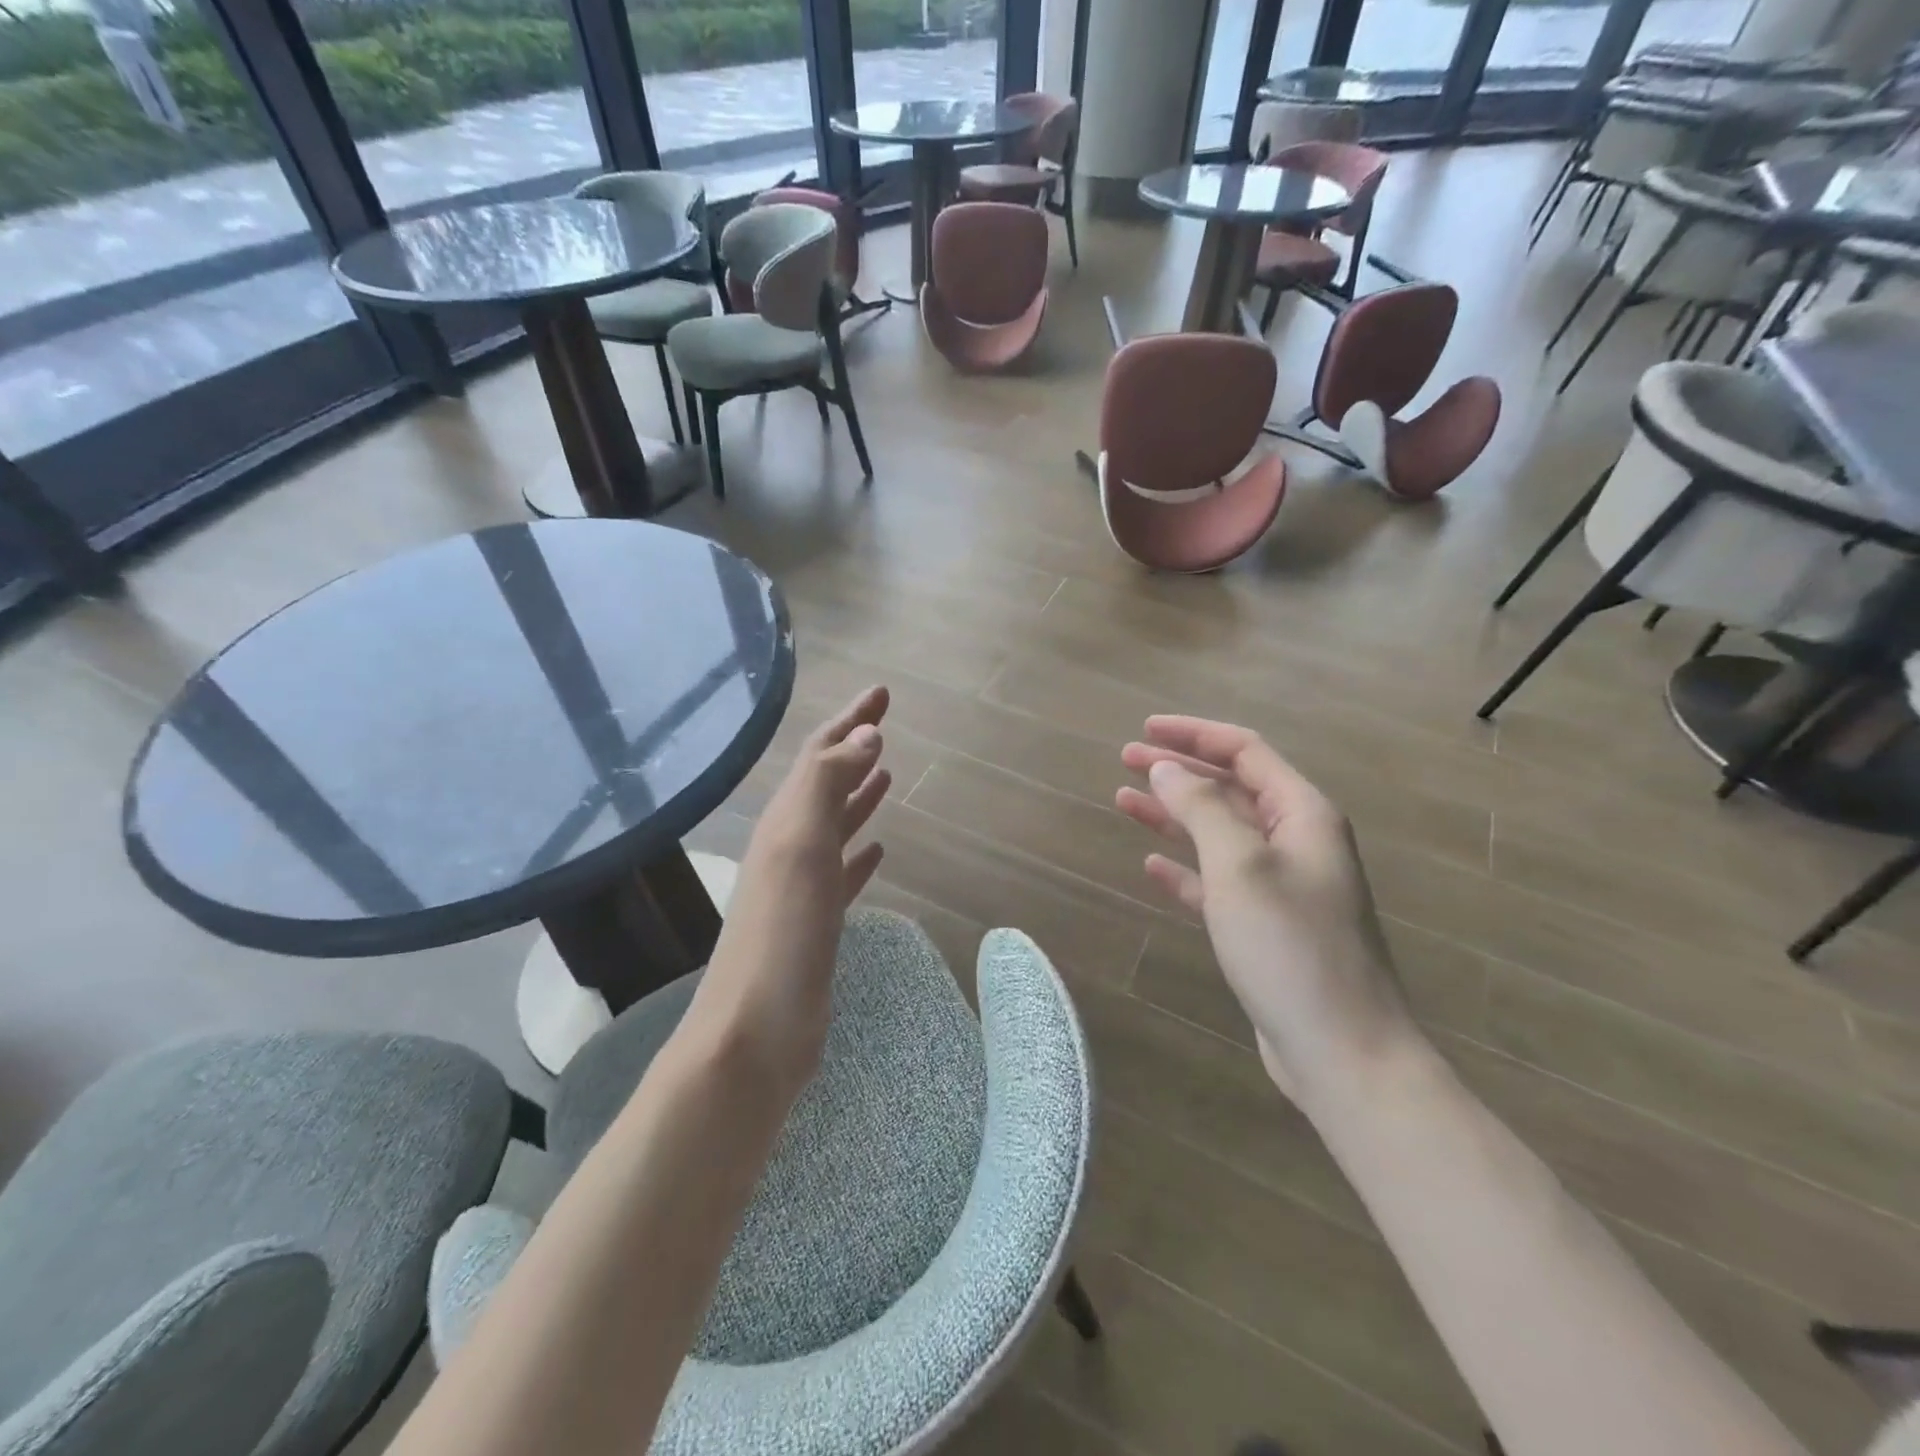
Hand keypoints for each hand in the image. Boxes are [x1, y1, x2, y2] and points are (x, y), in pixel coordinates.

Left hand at [688, 686, 891, 1095]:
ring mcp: (802, 885)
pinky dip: (861, 852)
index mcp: (786, 820)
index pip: (819, 754)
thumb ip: (830, 785)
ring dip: (859, 794)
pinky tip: (880, 848)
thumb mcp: (802, 845)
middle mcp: (790, 844)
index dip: (850, 719)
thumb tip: (866, 734)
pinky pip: (843, 872)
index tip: (883, 692)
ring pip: (835, 825)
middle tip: (887, 722)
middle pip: (826, 782)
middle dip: (854, 748)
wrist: (757, 1029)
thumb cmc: (783, 932)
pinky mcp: (816, 922)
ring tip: (888, 773)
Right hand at [1116, 715, 1419, 1105]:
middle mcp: (1297, 840)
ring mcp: (1282, 884)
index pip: (1244, 751)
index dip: (1194, 734)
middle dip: (1178, 770)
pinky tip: (1153, 865)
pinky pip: (1218, 880)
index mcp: (1302, 814)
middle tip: (1125, 760)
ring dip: (1174, 815)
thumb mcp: (1239, 866)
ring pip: (1220, 833)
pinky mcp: (1266, 925)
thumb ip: (1200, 809)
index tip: (1145, 729)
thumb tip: (1167, 768)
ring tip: (1125, 800)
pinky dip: (1186, 868)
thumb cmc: (1290, 946)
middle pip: (1230, 788)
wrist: (1342, 1050)